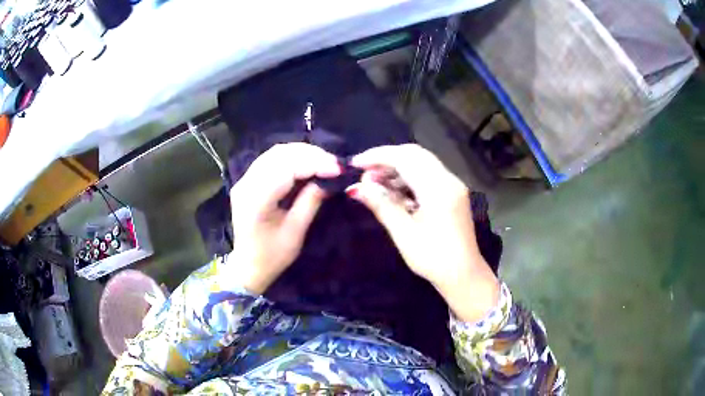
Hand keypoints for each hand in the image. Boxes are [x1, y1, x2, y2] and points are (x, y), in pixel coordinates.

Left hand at [227, 143, 340, 293]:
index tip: (338, 168)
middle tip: (334, 163)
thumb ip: (311, 201)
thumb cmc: (272, 256)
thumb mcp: (296, 232)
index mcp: (256, 199)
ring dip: (301, 153)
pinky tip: (307, 164)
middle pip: (279, 154)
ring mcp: (244, 180)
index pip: (286, 168)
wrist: (248, 267)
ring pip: (275, 153)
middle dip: (310, 154)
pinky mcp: (247, 181)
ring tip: (324, 161)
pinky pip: (270, 160)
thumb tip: (331, 179)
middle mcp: (246, 183)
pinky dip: (291, 158)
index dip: (314, 163)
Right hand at [348, 144, 498, 321]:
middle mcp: (448, 180)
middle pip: (414, 155)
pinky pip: (427, 175)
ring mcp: (452, 185)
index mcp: (438, 188)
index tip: (355, 164)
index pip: (405, 158)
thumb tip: (356, 188)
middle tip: (364, 174)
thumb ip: (382, 205)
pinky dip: (408, 177)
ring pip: (421, 163)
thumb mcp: (404, 233)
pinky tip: (393, 191)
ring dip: (397, 168)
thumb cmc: (433, 258)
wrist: (464, 275)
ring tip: (374, 184)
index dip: (378, 156)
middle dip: (387, 159)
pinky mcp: (452, 193)